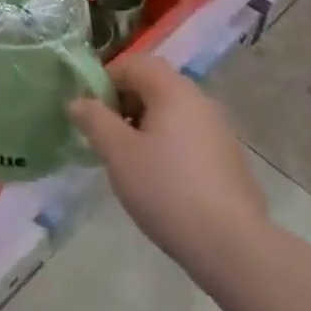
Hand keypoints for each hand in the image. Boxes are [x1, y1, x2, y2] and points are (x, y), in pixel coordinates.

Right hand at [68, 54, 268, 278]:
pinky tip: (161, 181)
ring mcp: (219, 130)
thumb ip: (93, 120)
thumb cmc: (166, 189)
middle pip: (154, 85)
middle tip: (107, 137)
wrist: (232, 246)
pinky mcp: (229, 160)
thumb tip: (77, 101)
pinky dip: (168, 145)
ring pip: (172, 113)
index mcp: (173, 90)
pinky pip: (189, 137)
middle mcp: (200, 100)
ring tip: (130, 161)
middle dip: (124, 104)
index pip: (133, 63)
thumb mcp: (117, 153)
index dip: (105, 80)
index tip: (91, 112)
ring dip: (145, 126)